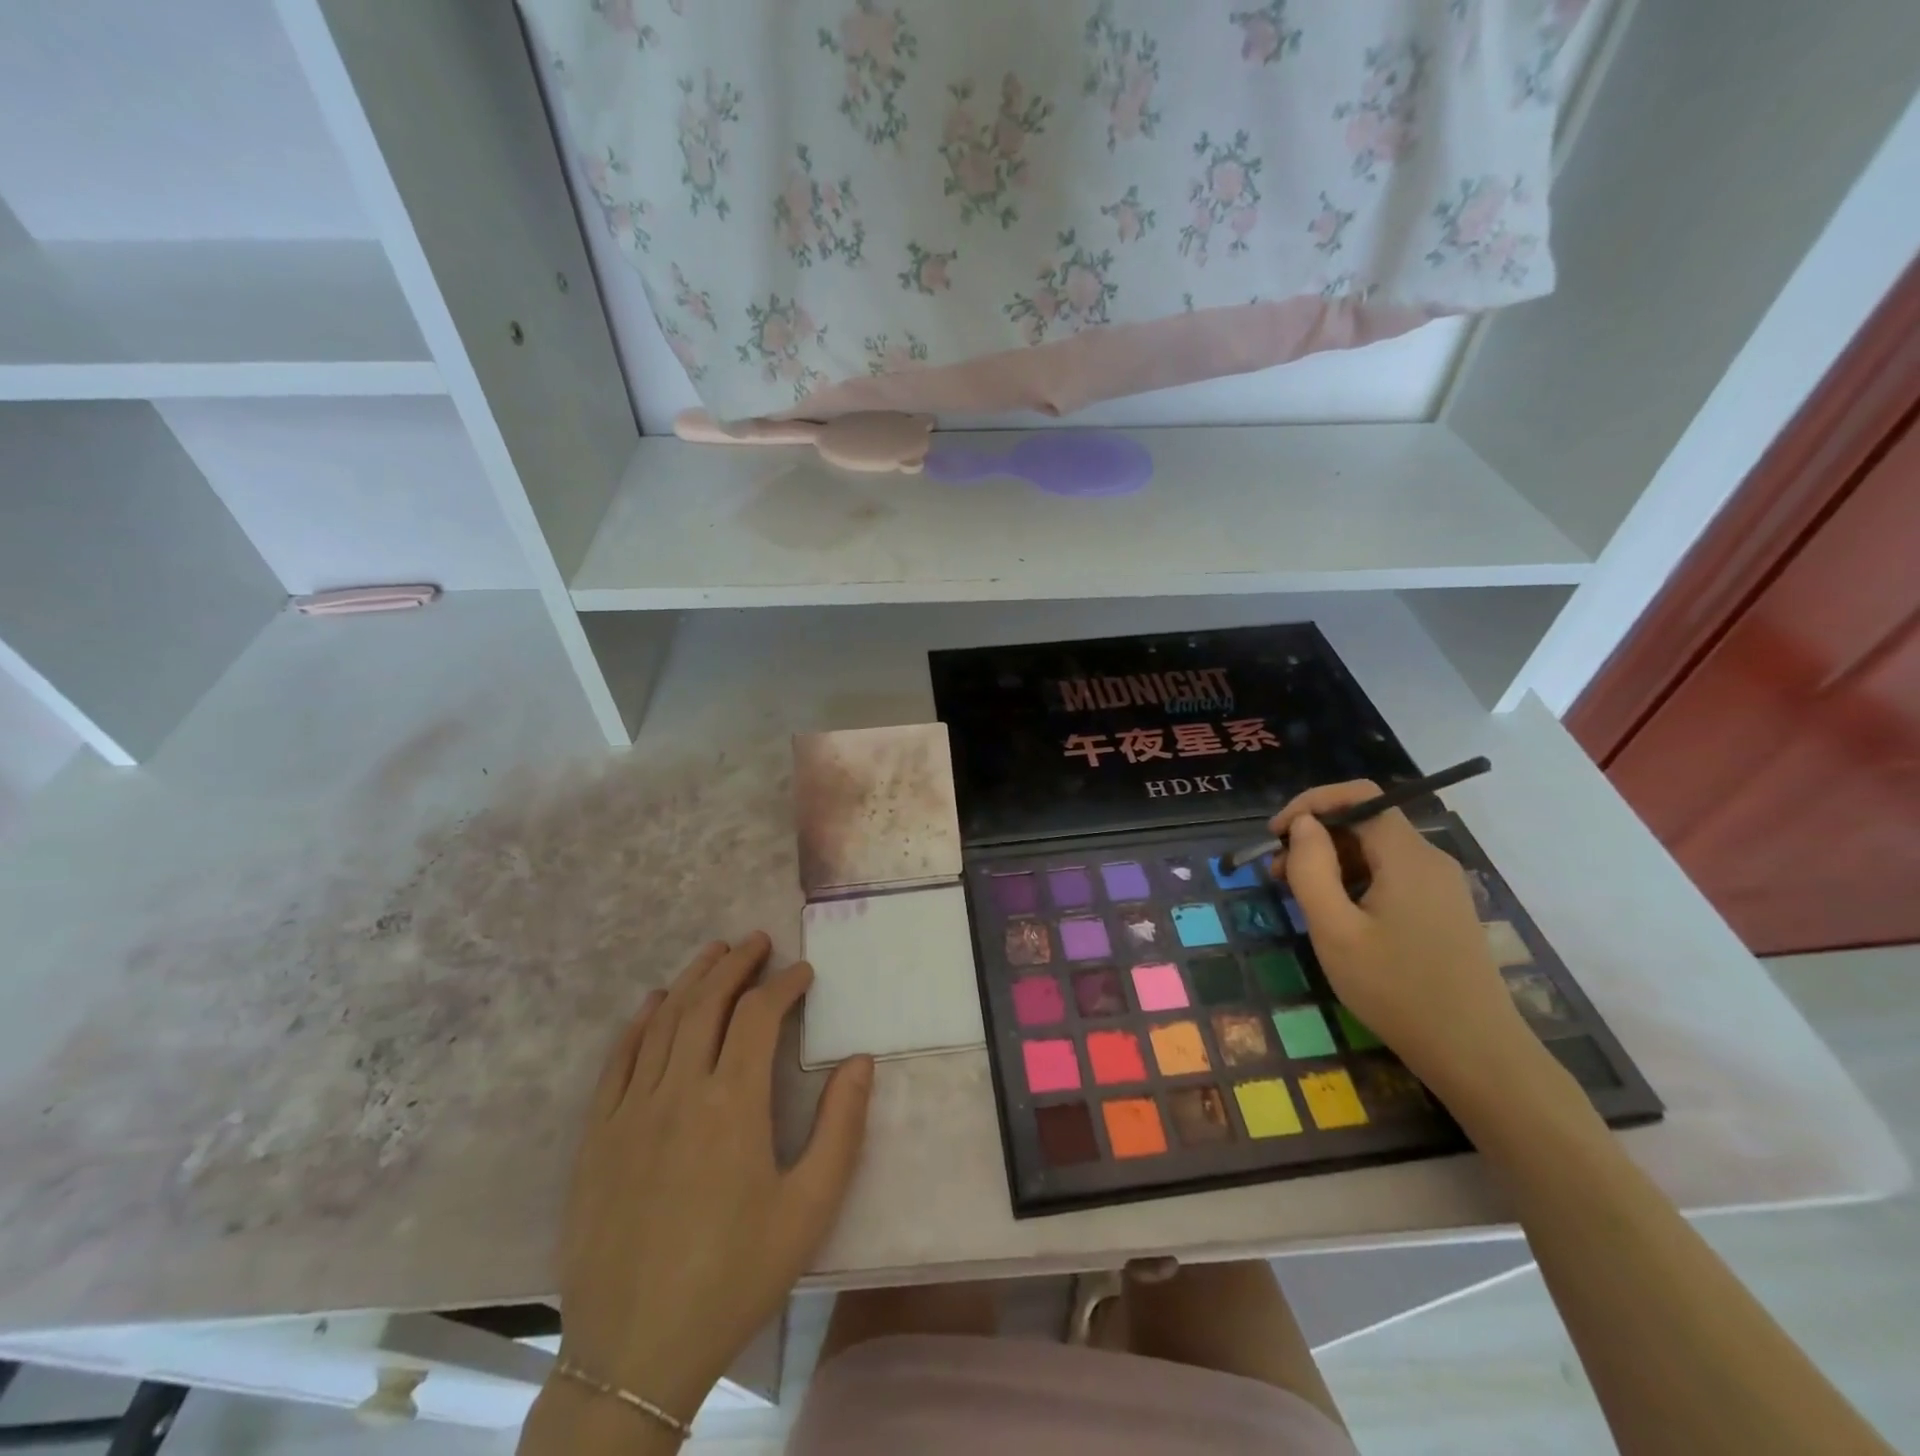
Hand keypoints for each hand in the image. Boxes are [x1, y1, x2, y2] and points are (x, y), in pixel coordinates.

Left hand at [554, 933, 873, 1424]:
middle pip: (708, 1003)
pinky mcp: (597, 1136)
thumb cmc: (734, 1278)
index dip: (784, 984)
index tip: (803, 972)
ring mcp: (631, 1110)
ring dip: (692, 979)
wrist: (634, 1355)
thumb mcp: (809, 1209)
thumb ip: (841, 1128)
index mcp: (733, 1104)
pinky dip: (640, 1023)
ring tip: (715, 952)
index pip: (759, 1015)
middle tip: (758, 941)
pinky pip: (618, 1061)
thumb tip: (860, 1061)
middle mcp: (679, 1090)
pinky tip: (654, 1004)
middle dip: (736, 964)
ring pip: (664, 1021)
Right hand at [1269, 782, 1533, 1099]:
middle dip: (1316, 836)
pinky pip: (1391, 875)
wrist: (1476, 1054)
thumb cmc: (1396, 989)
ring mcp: (1440, 885)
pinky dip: (1355, 880)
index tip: (1275, 835)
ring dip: (1332, 861)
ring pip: (1376, 850)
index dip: (1311, 803)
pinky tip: (1336, 914)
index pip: (1359, 795)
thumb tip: (1303, 826)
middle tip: (1276, 873)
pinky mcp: (1442, 909)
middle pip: (1366, 821)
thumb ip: (1311, 869)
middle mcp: (1430, 859)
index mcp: (1408, 856)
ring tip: (1298, 896)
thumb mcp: (1335, 929)